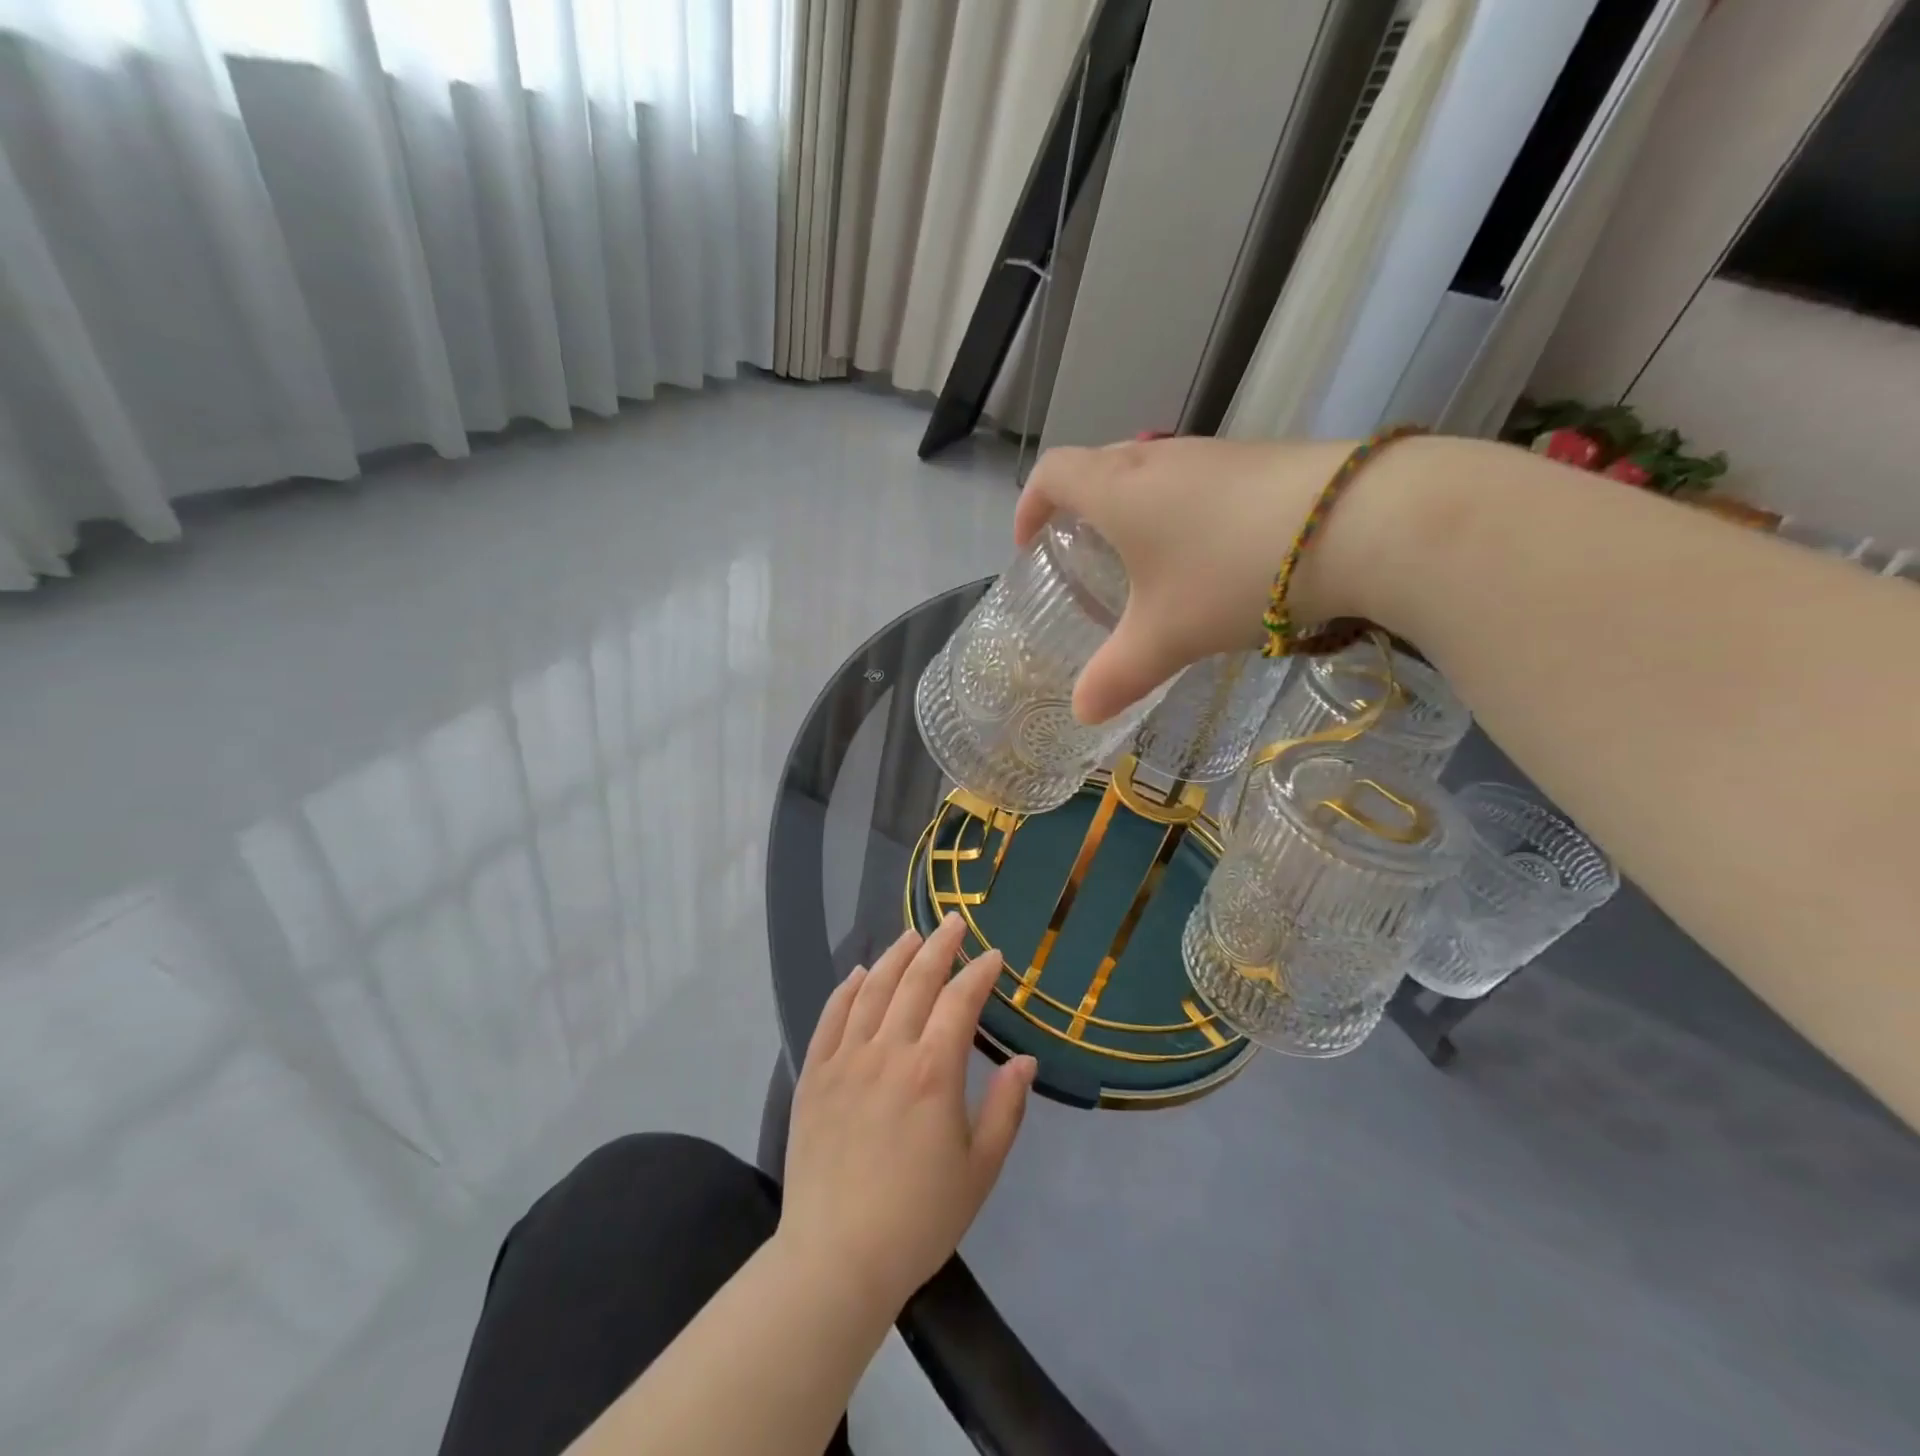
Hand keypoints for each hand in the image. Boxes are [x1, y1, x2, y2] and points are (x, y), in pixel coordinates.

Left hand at [778, 914, 1036, 1318]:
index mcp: (933, 1071)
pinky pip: (831, 1016)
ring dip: (895, 956)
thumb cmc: (919, 1219)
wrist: (836, 1258)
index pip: (960, 1000)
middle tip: (954, 922)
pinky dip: (847, 988)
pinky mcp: (814, 1074)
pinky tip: (858, 972)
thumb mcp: (980, 1169)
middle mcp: (889, 1051)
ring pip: (872, 989)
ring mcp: (845, 1059)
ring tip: (912, 935)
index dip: (979, 972)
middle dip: (939, 946)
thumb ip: (1006, 1109)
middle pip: (916, 980)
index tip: (992, 955)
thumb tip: (1025, 1060)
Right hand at [1016, 436, 1360, 722]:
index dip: (1030, 506)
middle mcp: (1158, 458)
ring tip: (1143, 562)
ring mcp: (1212, 453)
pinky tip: (1208, 556)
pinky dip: (1179, 511)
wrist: (1358, 521)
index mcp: (1117, 489)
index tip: (1029, 545)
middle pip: (1097, 466)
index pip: (1052, 473)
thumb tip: (1083, 713)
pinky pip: (1195, 480)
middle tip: (1081, 557)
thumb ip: (1118, 675)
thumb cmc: (1230, 574)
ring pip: (1150, 472)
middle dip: (1077, 508)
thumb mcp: (1166, 636)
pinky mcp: (1258, 461)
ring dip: (1132, 510)